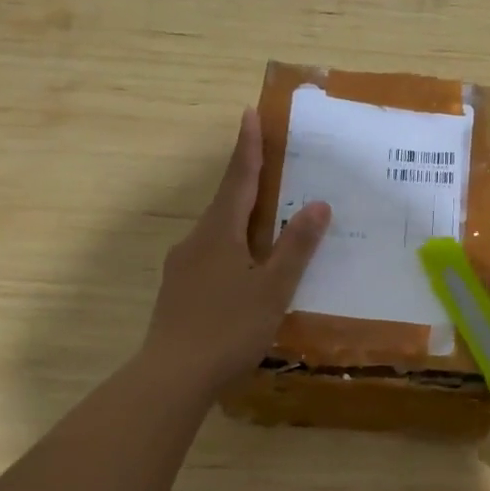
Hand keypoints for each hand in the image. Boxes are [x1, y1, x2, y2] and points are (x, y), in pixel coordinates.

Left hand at [147, 109, 330, 391]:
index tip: (249, 114)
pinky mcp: (178, 290)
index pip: (239, 179)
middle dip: (247, 181)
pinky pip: (212, 255)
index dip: (247, 147)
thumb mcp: (273, 288)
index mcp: (219, 233)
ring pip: (218, 231)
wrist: (172, 377)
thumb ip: (295, 247)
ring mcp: (183, 267)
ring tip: (268, 221)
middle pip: (226, 202)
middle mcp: (196, 241)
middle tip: (270, 165)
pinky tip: (247, 270)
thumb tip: (318, 204)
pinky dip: (233, 248)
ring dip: (241, 218)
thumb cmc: (229, 327)